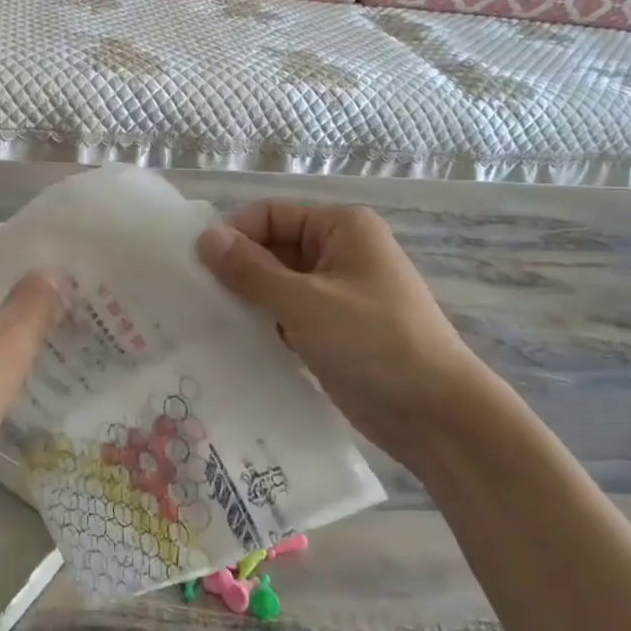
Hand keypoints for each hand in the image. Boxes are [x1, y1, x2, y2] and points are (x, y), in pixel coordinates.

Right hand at [195, 202, 491, 459]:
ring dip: (248, 300)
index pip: (270, 215)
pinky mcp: (332, 329)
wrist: (435, 414)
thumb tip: (203, 237)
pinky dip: (264, 325)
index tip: (199, 268)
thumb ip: (251, 270)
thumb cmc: (373, 342)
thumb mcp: (306, 302)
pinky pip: (287, 315)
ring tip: (207, 322)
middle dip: (238, 271)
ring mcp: (336, 293)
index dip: (235, 236)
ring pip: (276, 285)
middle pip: (272, 248)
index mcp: (341, 228)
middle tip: (196, 299)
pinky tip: (233, 343)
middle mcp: (338, 252)